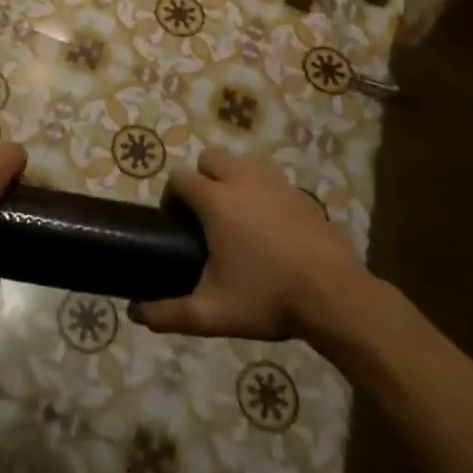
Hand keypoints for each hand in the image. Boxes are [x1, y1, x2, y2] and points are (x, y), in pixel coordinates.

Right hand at [131, 148, 382, 349]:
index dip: (171, 198)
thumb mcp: (212, 313)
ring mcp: (275, 183)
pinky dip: (260, 193)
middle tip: (205, 219)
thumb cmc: (268, 298)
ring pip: (241, 164)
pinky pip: (268, 180)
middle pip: (209, 159)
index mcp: (215, 200)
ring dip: (230, 181)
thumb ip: (168, 313)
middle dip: (200, 181)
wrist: (336, 297)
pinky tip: (268, 228)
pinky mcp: (300, 193)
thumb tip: (136, 313)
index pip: (178, 178)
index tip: (176, 225)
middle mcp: (242, 180)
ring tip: (236, 220)